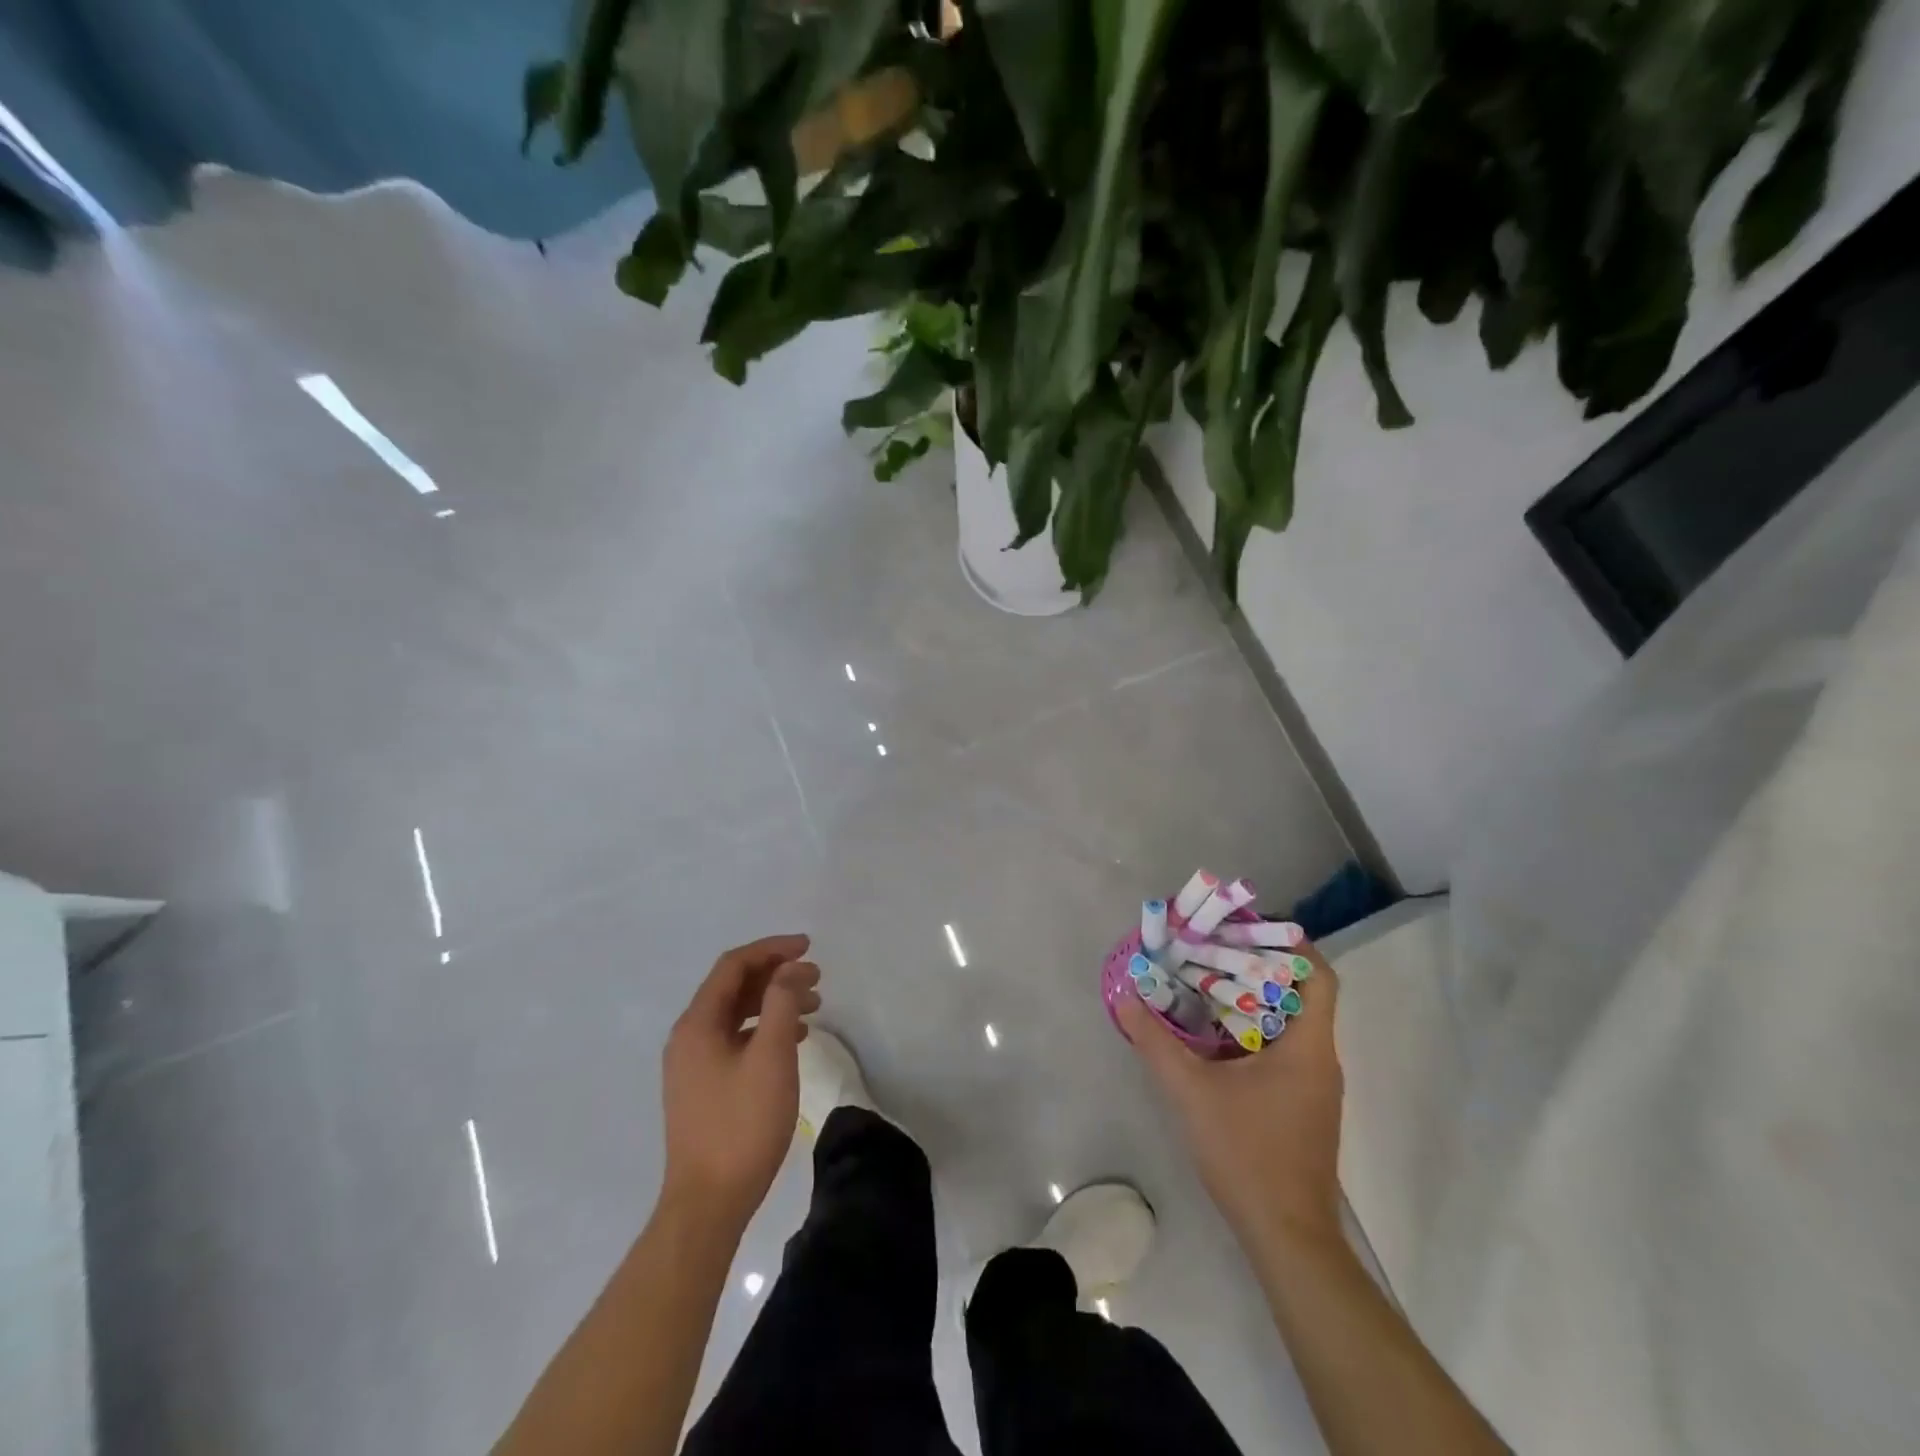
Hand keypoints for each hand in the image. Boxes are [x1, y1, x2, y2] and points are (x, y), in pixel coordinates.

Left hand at [660, 934, 821, 1229]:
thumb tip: (792, 968)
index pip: (734, 965)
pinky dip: (764, 1029)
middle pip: (733, 987)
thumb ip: (782, 1002)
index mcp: (697, 1023)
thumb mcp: (771, 1056)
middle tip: (816, 976)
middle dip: (776, 975)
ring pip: (736, 1015)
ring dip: (773, 1002)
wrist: (708, 1203)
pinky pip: (735, 1040)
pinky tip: (795, 1040)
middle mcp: (688, 1037)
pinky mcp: (702, 1087)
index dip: (772, 949)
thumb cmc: (742, 1124)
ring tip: (814, 1006)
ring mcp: (692, 1064)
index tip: (808, 947)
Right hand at [1118, 941, 1343, 1248]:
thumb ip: (1155, 1041)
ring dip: (1254, 998)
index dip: (1292, 944)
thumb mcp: (1191, 1092)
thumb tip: (1125, 997)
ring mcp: (1316, 1085)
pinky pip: (1284, 1048)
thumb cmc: (1247, 1154)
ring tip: (1208, 981)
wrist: (1286, 1236)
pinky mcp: (1304, 1106)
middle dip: (1260, 966)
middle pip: (1302, 993)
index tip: (1249, 928)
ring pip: (1291, 1022)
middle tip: (1214, 948)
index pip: (1320, 976)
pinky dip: (1254, 1029)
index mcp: (1308, 1046)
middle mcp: (1320, 1058)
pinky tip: (1215, 1035)